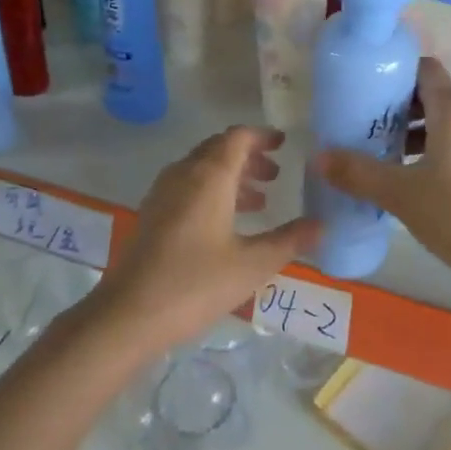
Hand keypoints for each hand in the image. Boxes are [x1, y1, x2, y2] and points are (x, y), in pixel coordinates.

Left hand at [93, 126, 317, 354]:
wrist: (129, 313)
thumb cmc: (195, 283)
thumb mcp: (252, 265)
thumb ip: (289, 241)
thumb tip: (321, 225)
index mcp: (209, 175)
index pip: (238, 137)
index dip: (262, 136)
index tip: (284, 143)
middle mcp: (184, 173)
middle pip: (219, 149)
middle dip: (249, 157)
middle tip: (276, 174)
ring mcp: (163, 193)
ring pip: (202, 168)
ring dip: (231, 176)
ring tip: (259, 200)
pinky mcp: (152, 214)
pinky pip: (188, 186)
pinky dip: (212, 191)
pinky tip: (226, 223)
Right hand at [313, 57, 450, 296]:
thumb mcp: (402, 196)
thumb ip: (358, 173)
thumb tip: (318, 157)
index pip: (424, 69)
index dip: (396, 74)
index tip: (369, 92)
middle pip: (436, 98)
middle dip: (402, 111)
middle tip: (371, 132)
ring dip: (423, 136)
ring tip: (393, 161)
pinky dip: (445, 152)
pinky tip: (427, 185)